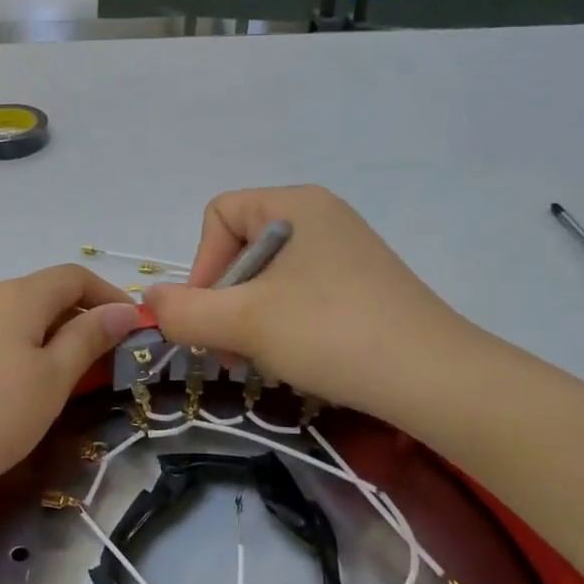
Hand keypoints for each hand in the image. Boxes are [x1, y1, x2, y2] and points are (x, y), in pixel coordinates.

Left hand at [0, 265, 142, 504]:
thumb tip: (124, 309)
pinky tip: (4, 390)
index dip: (108, 295)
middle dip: (77, 320)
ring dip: (43, 338)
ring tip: (54, 381)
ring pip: (11, 318)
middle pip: (41, 294)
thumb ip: (88, 340)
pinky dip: (11, 351)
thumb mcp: (50, 381)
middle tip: (98, 364)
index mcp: (17, 296)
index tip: (131, 328)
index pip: (73, 276)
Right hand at [143, 186, 479, 423]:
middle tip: (229, 351)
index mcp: (295, 204)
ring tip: (260, 359)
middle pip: (240, 249)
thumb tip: (149, 300)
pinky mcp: (361, 286)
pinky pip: (298, 296)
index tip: (209, 317)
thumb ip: (183, 310)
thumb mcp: (243, 323)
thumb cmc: (329, 333)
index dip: (201, 266)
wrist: (434, 379)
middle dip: (223, 303)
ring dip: (248, 321)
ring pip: (266, 280)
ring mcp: (344, 252)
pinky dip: (282, 326)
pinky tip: (294, 359)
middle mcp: (321, 217)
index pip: (218, 217)